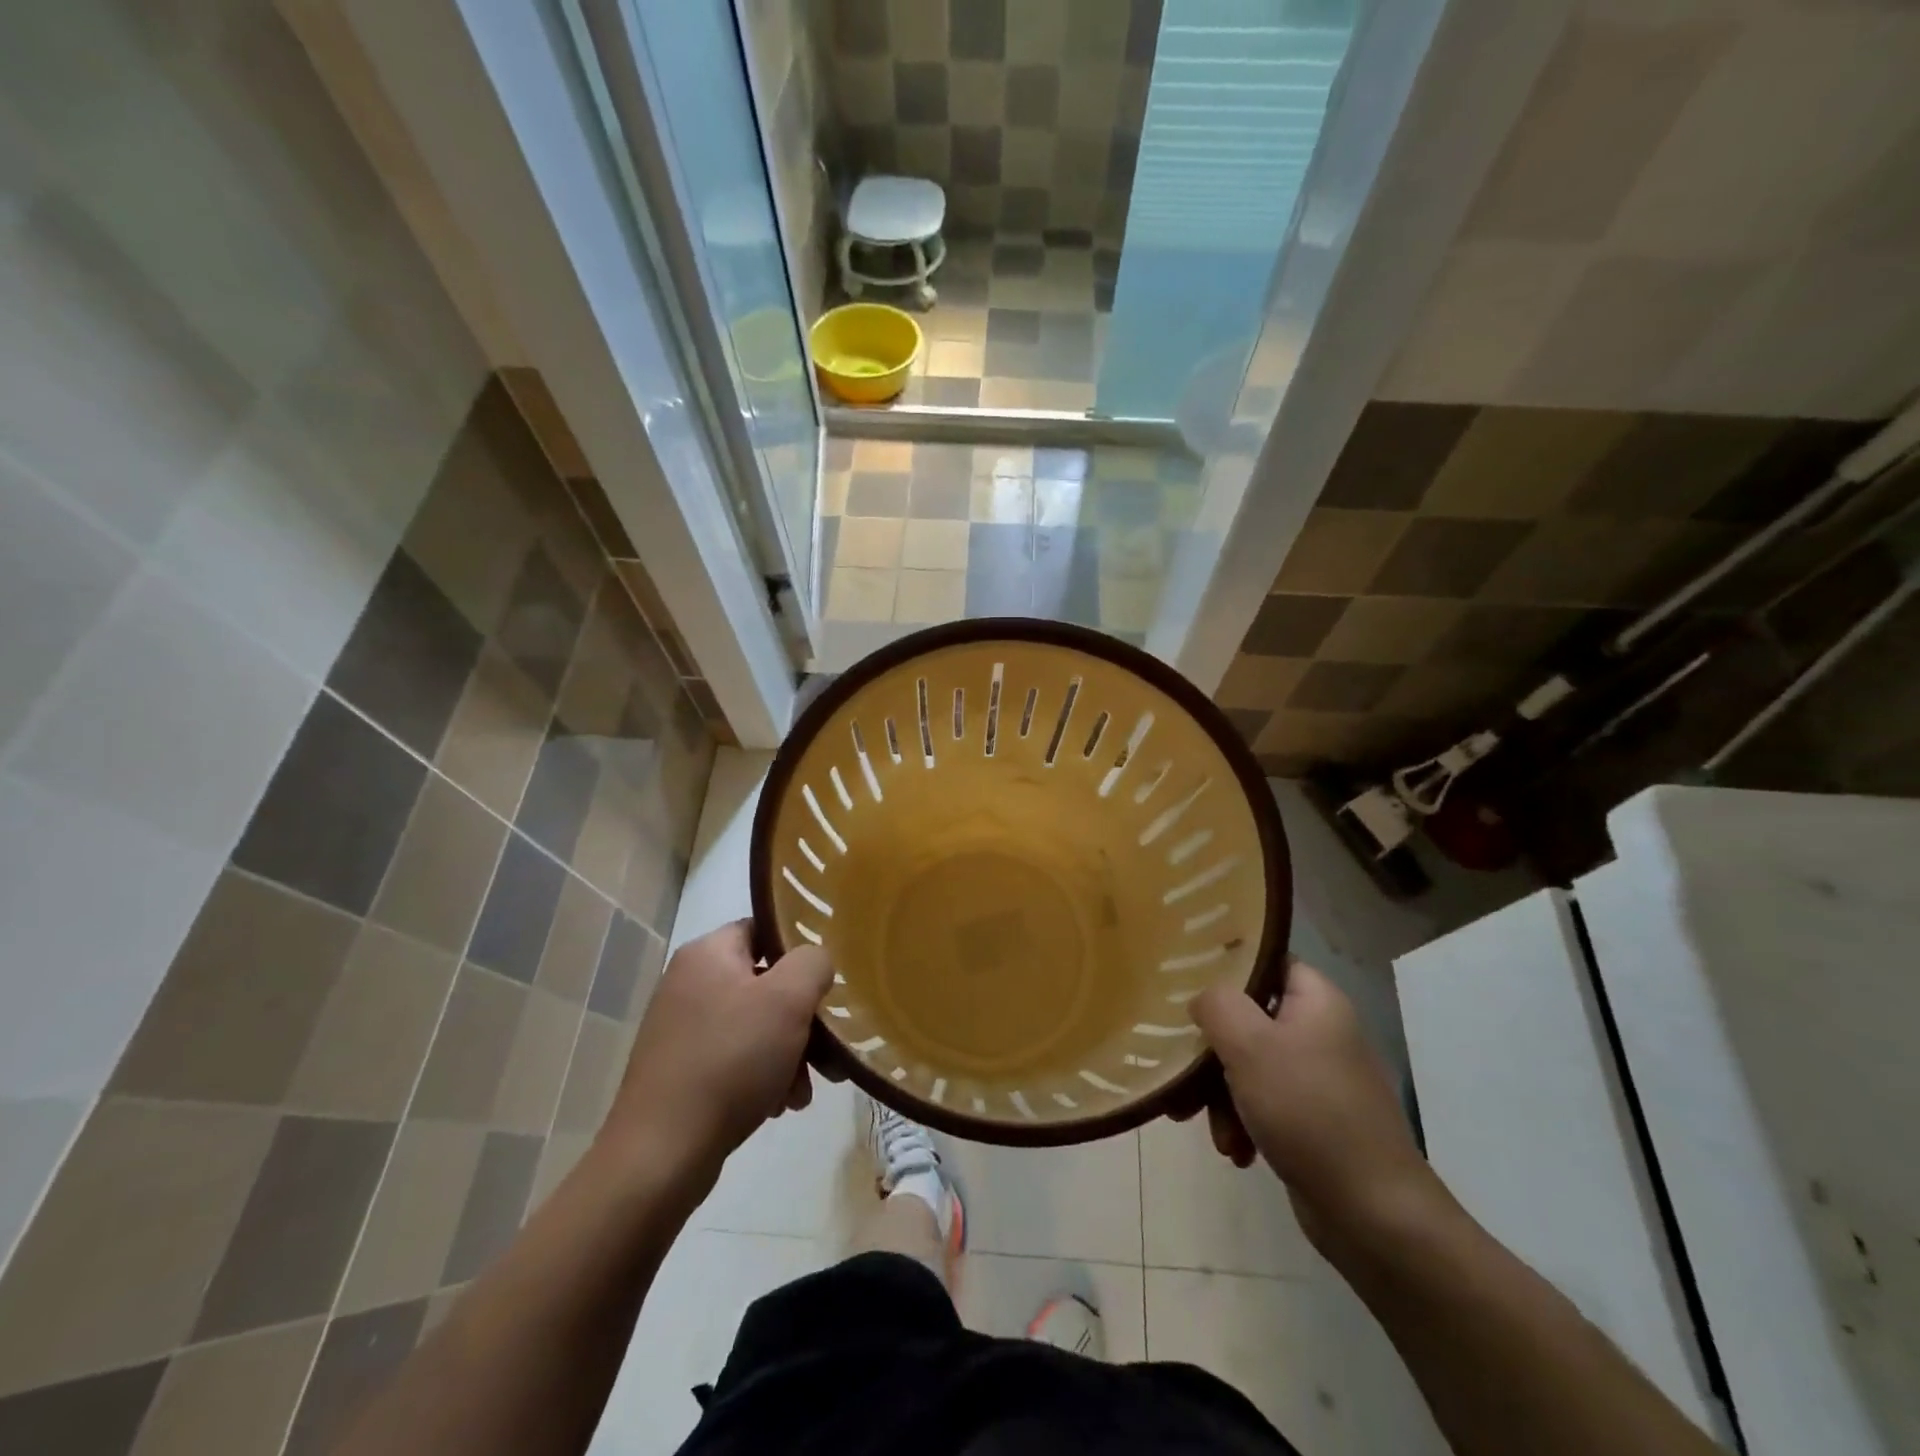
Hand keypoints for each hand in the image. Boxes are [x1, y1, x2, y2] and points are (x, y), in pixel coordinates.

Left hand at [605, 921, 832, 1190]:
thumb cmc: (730, 1061)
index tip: (826, 982)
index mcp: (708, 953)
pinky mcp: (680, 1070)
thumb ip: (812, 963)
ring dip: (788, 1054)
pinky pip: (735, 1058)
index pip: (764, 929)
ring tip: (802, 1093)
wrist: (660, 1155)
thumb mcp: (788, 1000)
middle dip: (802, 1019)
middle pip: (765, 983)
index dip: (799, 952)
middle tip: (826, 1051)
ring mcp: (681, 1029)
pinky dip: (762, 1076)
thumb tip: (814, 962)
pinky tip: (777, 1106)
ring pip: (755, 1026)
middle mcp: (689, 983)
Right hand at [1191, 960, 1442, 1249]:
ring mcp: (1319, 1078)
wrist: (1374, 1215)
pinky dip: (1243, 1122)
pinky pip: (1263, 1103)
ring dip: (1221, 1096)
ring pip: (1249, 1064)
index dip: (1225, 969)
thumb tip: (1203, 999)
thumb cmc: (1308, 1112)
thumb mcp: (1249, 1045)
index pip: (1264, 961)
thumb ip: (1217, 1005)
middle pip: (1248, 1018)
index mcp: (1317, 1000)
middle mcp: (1321, 1031)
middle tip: (1186, 1075)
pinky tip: (1237, 1151)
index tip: (1186, 985)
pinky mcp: (1314, 1119)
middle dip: (1213, 1052)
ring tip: (1217, 1133)